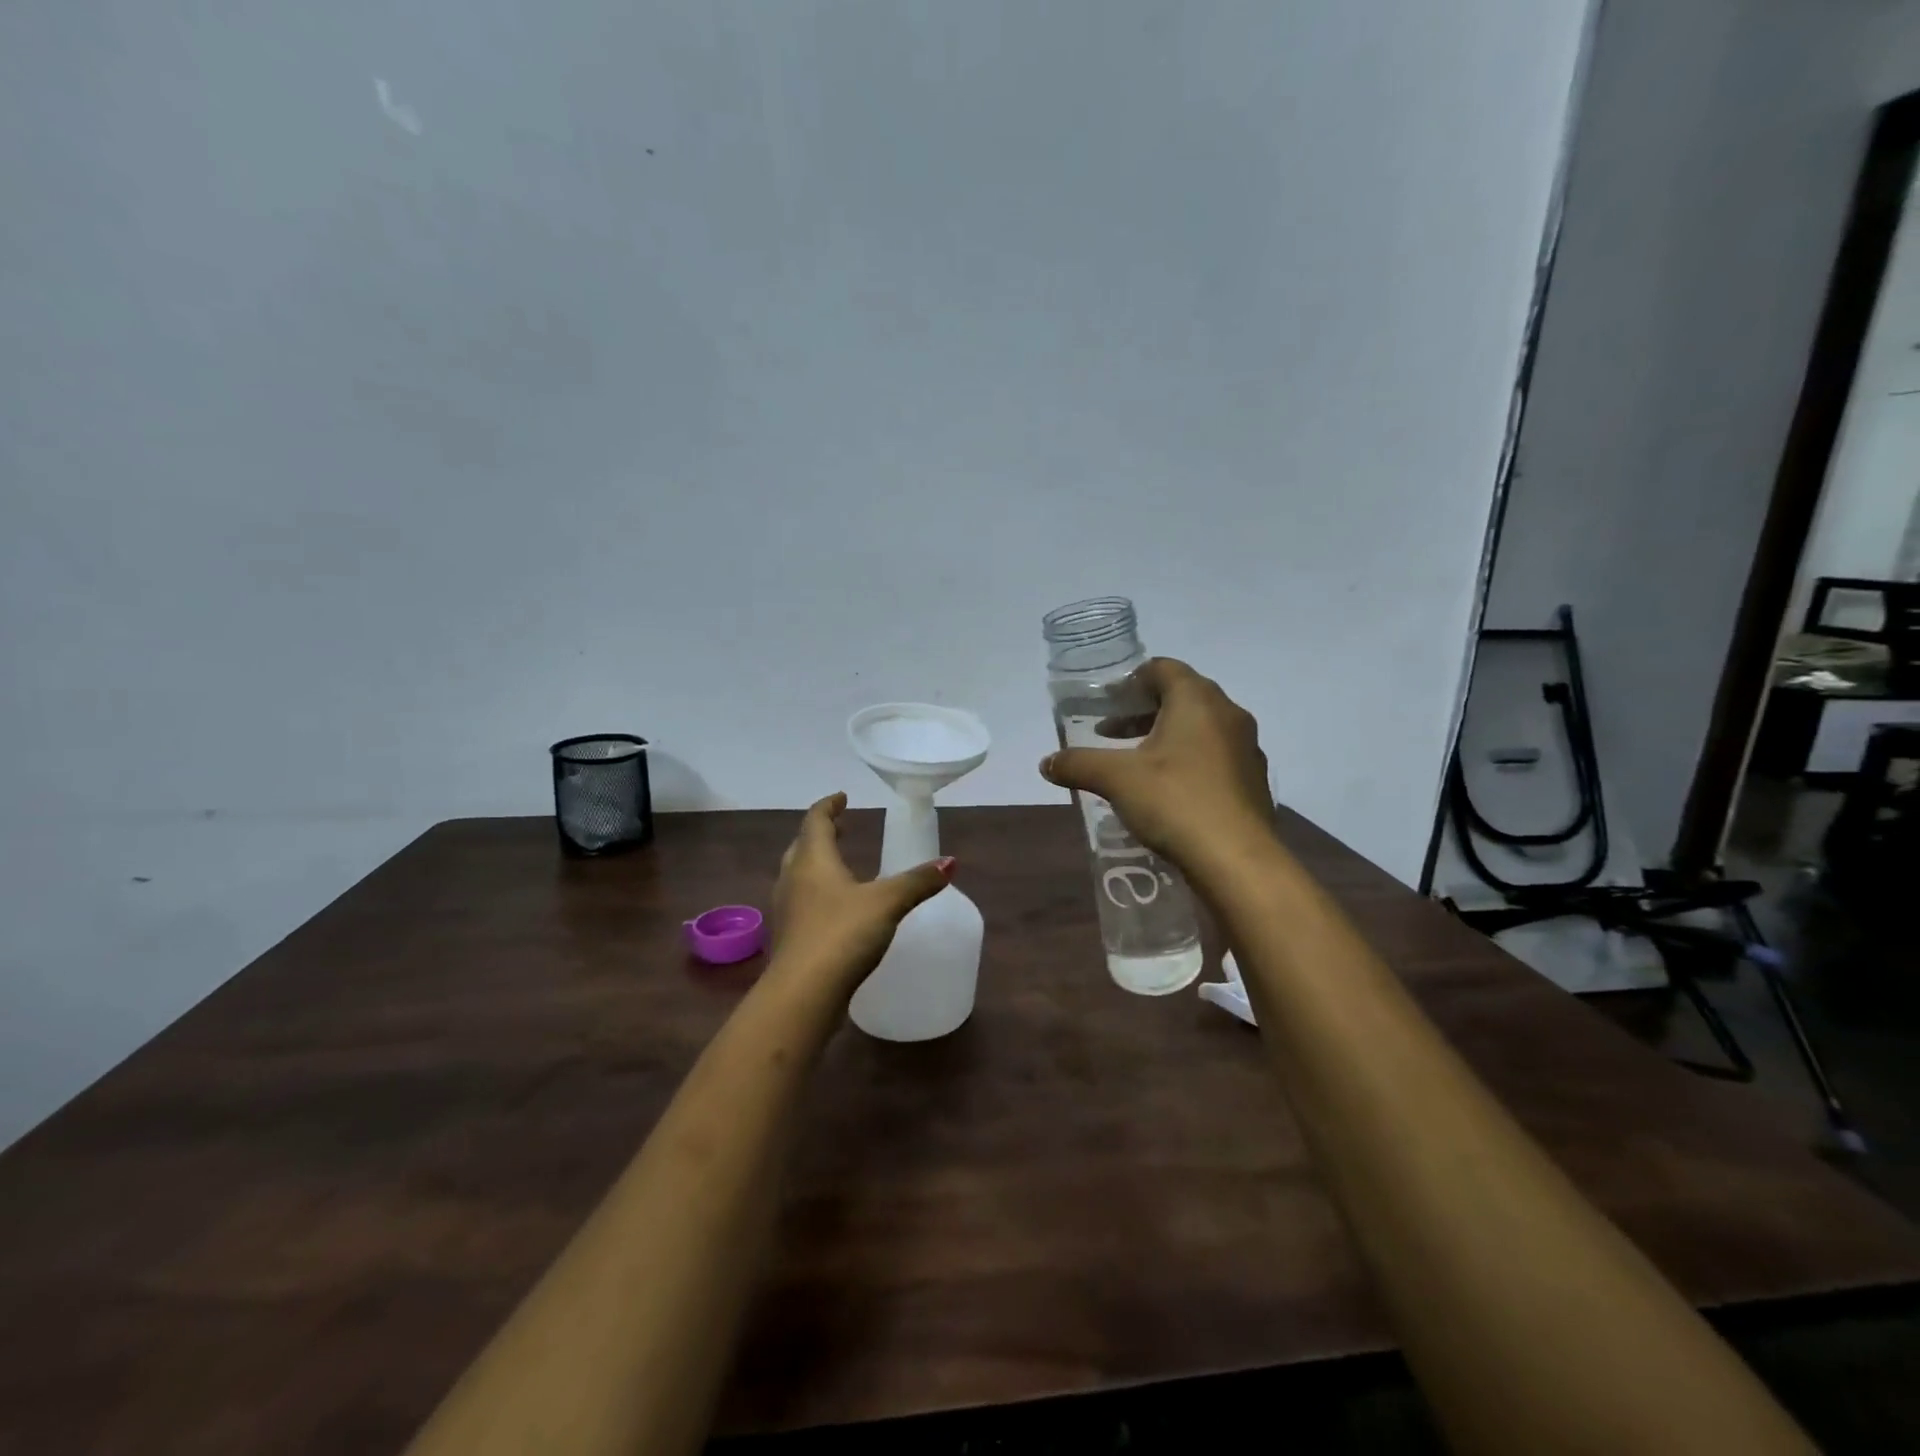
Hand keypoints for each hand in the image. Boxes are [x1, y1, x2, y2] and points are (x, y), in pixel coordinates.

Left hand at [770, 792, 954, 993]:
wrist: (803, 994)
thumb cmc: (842, 934)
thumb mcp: (887, 903)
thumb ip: (918, 882)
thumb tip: (950, 862)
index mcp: (813, 861)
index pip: (816, 821)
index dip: (829, 806)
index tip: (842, 797)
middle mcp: (793, 879)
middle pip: (802, 846)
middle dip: (821, 834)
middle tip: (840, 827)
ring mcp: (788, 910)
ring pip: (798, 875)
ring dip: (815, 863)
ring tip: (839, 864)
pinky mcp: (790, 938)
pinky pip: (802, 902)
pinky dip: (817, 892)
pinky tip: (835, 907)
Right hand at [1040, 658, 1273, 866]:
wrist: (1237, 861)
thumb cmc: (1176, 802)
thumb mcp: (1116, 779)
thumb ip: (1078, 764)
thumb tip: (1046, 763)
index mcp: (1198, 700)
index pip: (1163, 668)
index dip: (1131, 680)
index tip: (1106, 703)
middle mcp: (1228, 714)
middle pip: (1182, 696)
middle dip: (1143, 711)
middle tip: (1111, 732)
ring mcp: (1246, 748)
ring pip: (1201, 728)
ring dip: (1166, 736)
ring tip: (1135, 763)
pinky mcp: (1253, 781)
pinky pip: (1215, 755)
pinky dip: (1187, 760)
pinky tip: (1166, 790)